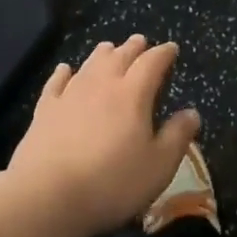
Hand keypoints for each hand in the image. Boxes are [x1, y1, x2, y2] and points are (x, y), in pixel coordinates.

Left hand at [6, 35, 200, 236]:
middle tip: (141, 41)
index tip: (172, 49)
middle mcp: (102, 85)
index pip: (152, 62)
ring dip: (103, 54)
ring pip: (90, 64)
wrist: (46, 195)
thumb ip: (177, 136)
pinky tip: (65, 69)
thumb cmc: (111, 182)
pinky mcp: (45, 110)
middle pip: (120, 56)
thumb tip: (192, 113)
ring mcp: (70, 95)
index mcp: (133, 94)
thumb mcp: (158, 166)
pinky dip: (64, 73)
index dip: (164, 53)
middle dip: (134, 47)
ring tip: (109, 47)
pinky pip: (56, 83)